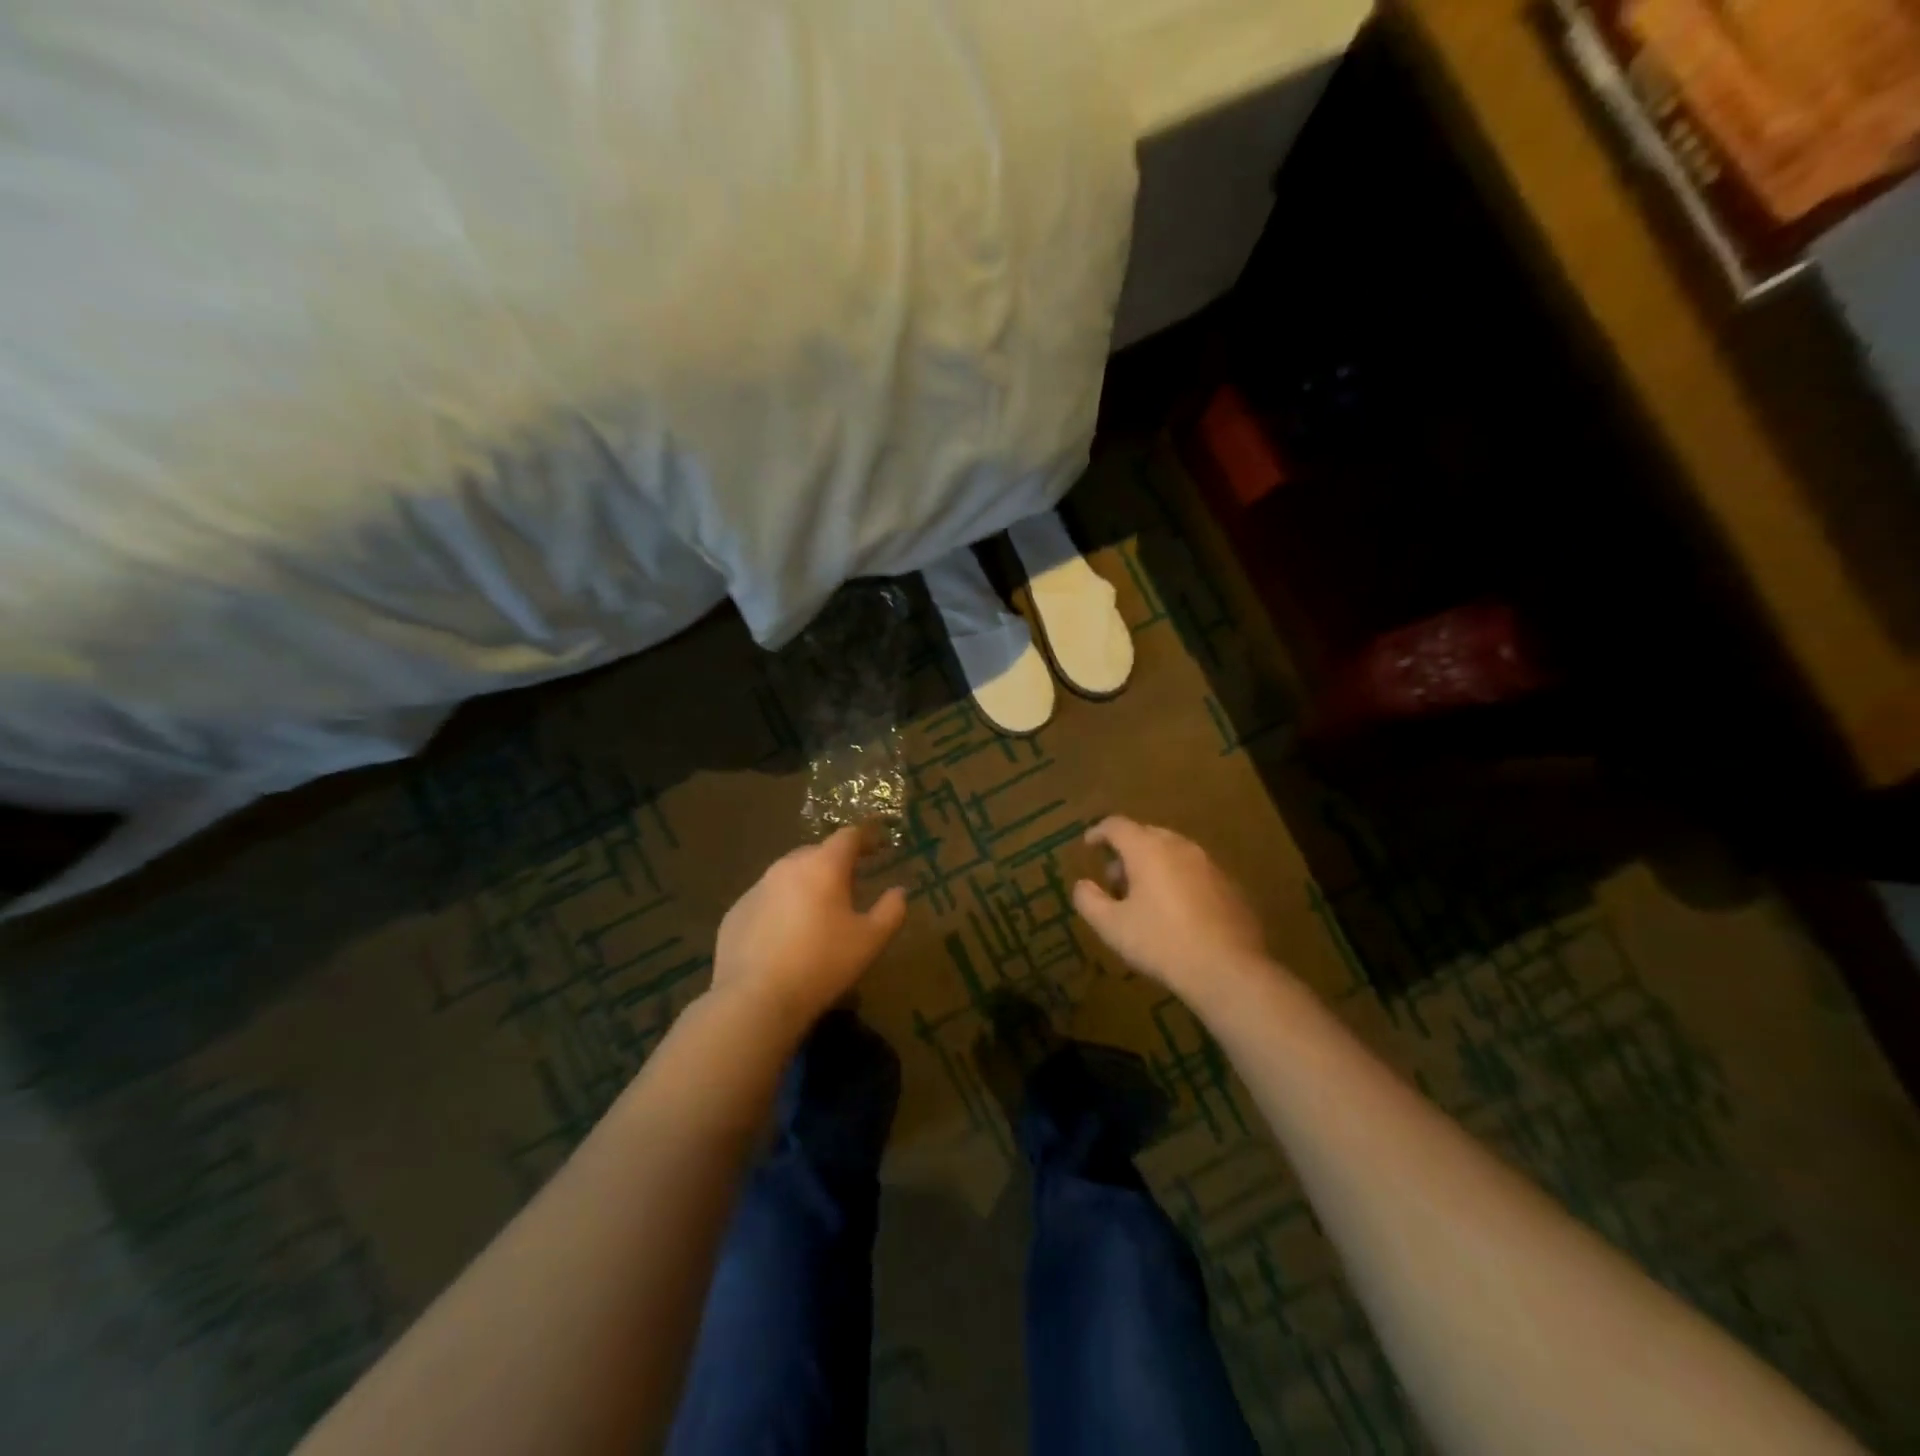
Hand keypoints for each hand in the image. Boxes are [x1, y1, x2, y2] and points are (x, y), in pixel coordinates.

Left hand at [712, 826, 908, 1030]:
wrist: (754, 999)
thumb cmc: (822, 964)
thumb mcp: (870, 940)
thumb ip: (891, 910)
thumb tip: (899, 892)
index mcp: (823, 865)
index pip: (848, 836)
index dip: (866, 838)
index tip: (878, 846)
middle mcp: (787, 866)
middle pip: (816, 853)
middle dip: (835, 862)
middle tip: (850, 883)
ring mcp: (756, 888)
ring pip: (788, 876)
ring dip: (806, 885)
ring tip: (817, 911)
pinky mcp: (735, 912)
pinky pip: (766, 900)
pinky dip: (780, 908)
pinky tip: (785, 936)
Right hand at [1071, 816, 1272, 1010]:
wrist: (1228, 969)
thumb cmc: (1162, 943)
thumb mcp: (1112, 927)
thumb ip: (1089, 900)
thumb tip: (1082, 885)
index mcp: (1148, 849)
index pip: (1117, 825)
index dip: (1098, 832)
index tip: (1088, 844)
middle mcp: (1180, 846)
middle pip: (1147, 834)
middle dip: (1126, 850)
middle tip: (1115, 877)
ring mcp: (1209, 864)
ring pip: (1173, 851)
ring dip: (1154, 864)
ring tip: (1144, 896)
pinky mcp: (1230, 884)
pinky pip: (1194, 870)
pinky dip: (1178, 878)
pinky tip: (1177, 910)